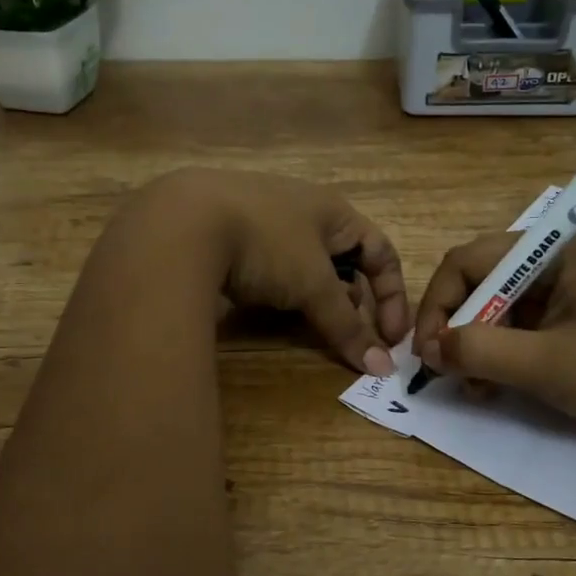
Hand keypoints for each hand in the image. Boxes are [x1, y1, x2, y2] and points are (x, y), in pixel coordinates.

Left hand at [149, 169, 408, 375]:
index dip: (392, 295)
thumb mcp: (313, 285)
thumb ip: (346, 325)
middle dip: (352, 300)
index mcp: (333, 211)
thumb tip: (381, 367)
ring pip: (305, 265)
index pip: (381, 251)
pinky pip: (270, 267)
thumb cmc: (267, 243)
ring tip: (311, 324)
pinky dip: (280, 292)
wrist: (183, 224)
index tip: (392, 338)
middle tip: (349, 333)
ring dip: (316, 298)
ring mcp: (262, 219)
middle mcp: (302, 209)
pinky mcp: (229, 236)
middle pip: (343, 260)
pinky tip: (268, 308)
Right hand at [411, 231, 575, 444]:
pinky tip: (494, 388)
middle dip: (458, 329)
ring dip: (476, 347)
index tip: (428, 350)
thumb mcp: (546, 364)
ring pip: (497, 310)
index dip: (439, 303)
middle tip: (447, 371)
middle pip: (481, 283)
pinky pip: (519, 330)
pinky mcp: (572, 321)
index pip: (469, 261)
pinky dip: (500, 357)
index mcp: (554, 251)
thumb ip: (480, 352)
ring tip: (474, 388)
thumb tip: (429, 349)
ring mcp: (565, 293)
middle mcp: (556, 262)